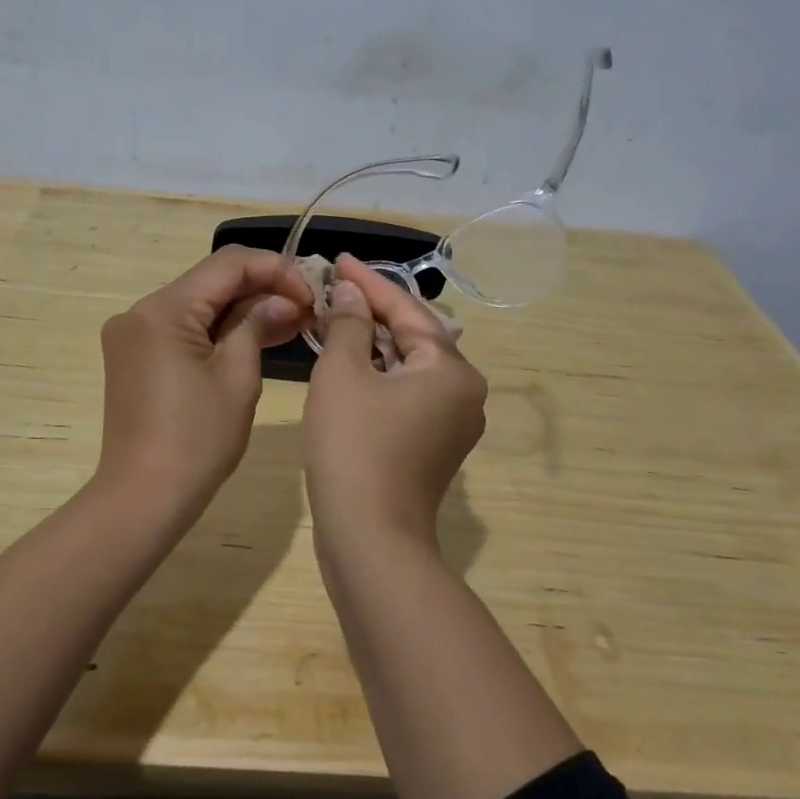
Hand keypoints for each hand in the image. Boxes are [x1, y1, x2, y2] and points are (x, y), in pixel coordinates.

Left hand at [96, 246, 310, 514]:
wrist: (143, 497)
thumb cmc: (197, 440)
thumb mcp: (237, 377)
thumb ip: (258, 325)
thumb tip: (283, 300)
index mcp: (162, 309)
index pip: (227, 264)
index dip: (275, 270)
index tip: (310, 294)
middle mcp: (141, 311)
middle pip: (211, 281)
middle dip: (261, 289)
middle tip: (307, 309)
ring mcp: (134, 334)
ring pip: (199, 304)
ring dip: (243, 310)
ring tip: (293, 321)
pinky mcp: (136, 356)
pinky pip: (184, 328)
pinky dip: (219, 330)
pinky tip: (258, 336)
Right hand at [304, 255, 487, 546]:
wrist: (370, 539)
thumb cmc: (354, 446)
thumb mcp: (343, 374)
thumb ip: (349, 324)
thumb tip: (351, 294)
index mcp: (452, 369)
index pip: (406, 309)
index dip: (368, 282)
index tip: (338, 259)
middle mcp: (465, 392)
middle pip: (413, 335)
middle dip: (371, 311)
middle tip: (334, 288)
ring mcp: (453, 422)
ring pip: (409, 365)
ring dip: (372, 343)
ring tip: (336, 318)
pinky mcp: (434, 445)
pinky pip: (407, 393)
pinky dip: (379, 374)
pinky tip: (349, 363)